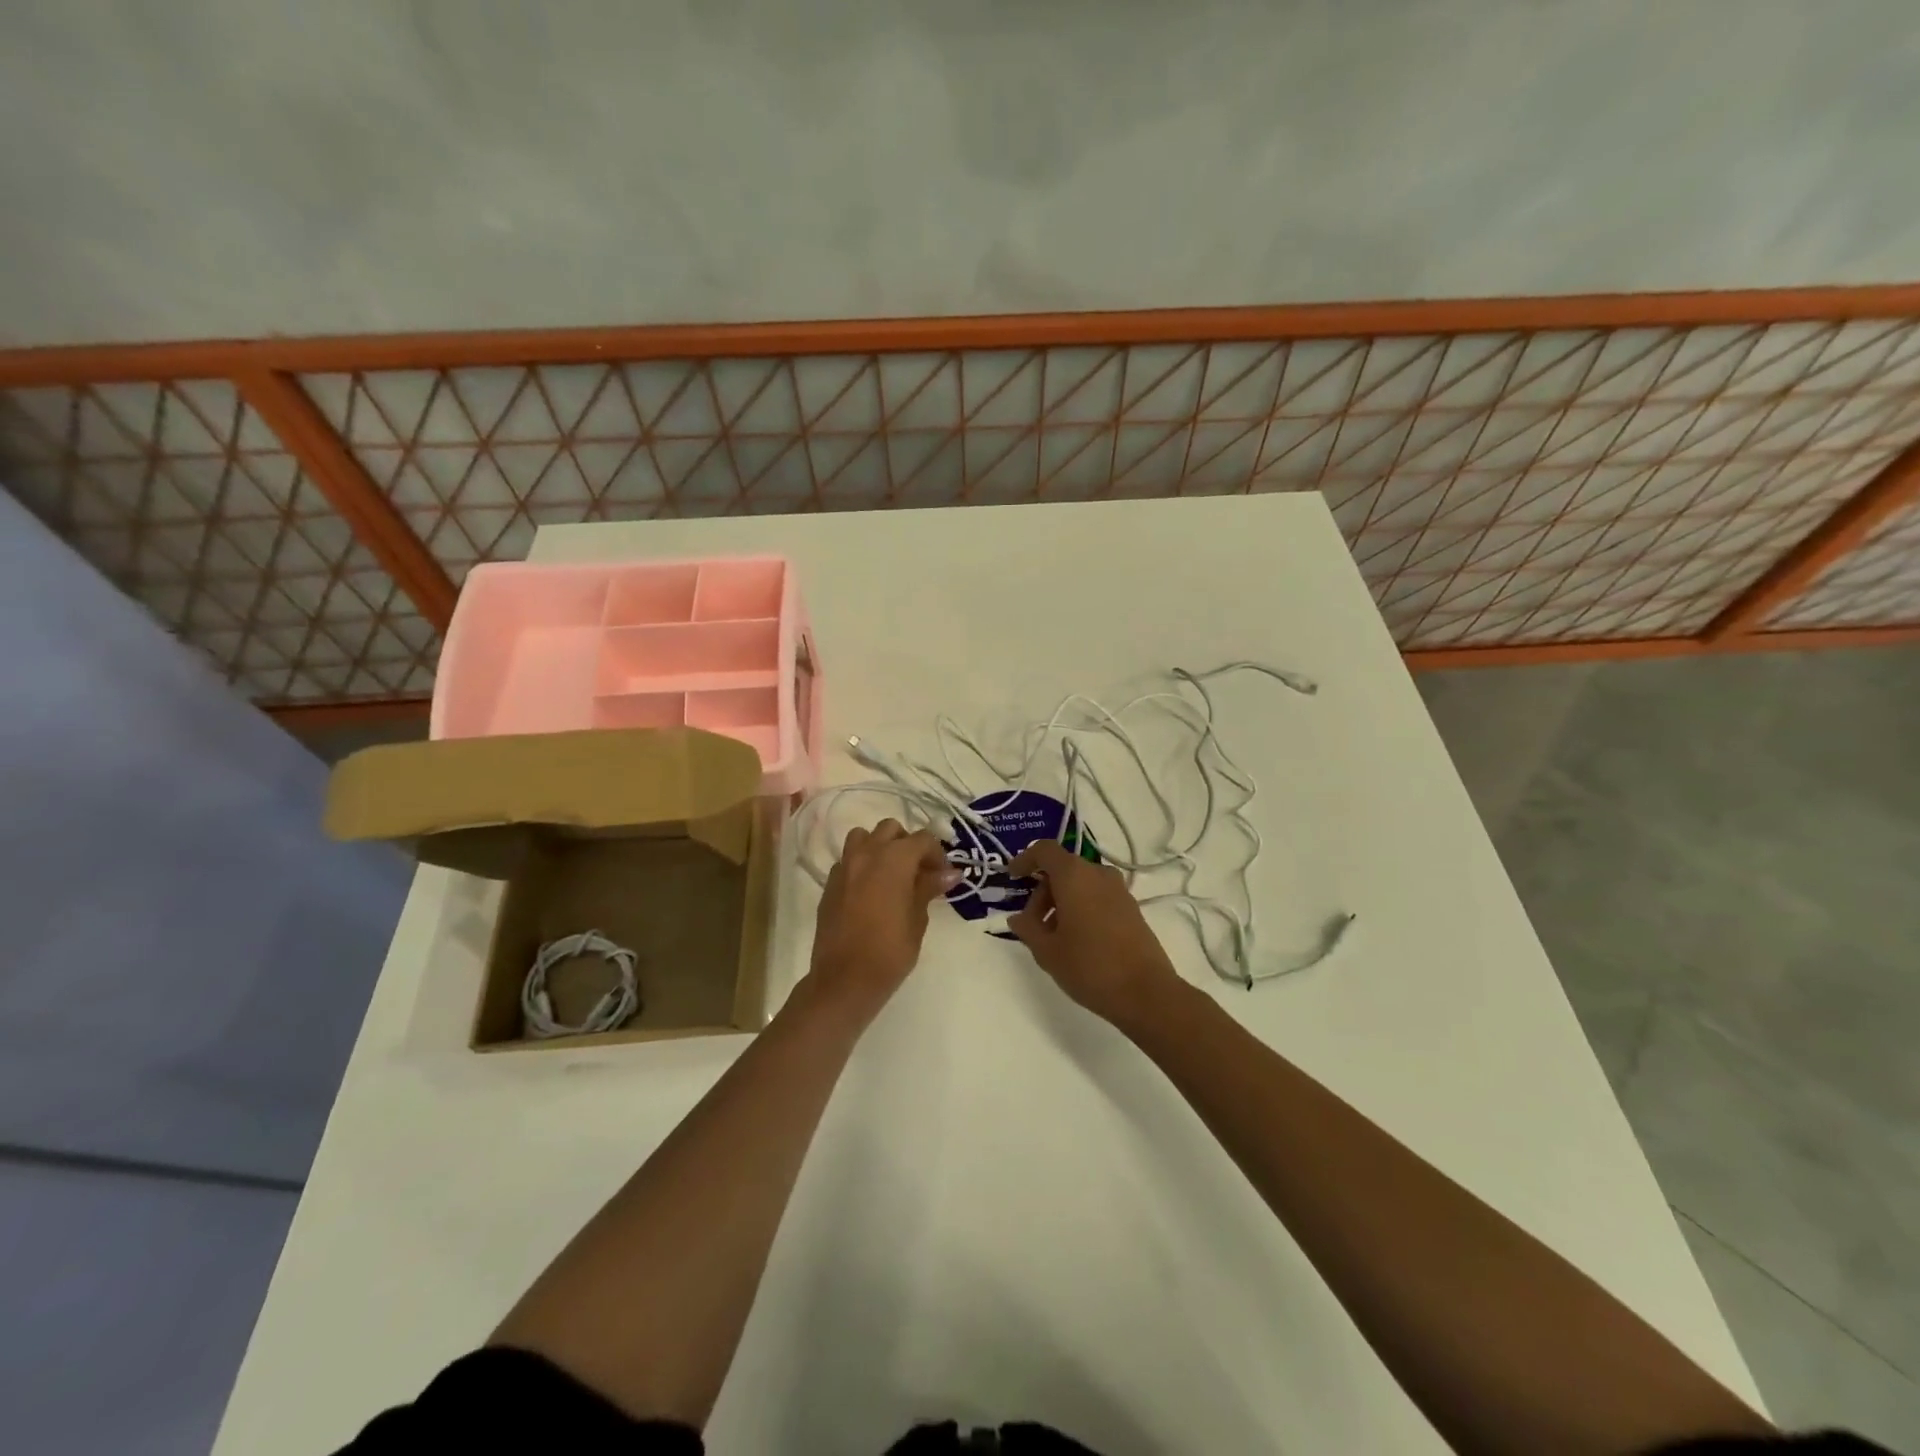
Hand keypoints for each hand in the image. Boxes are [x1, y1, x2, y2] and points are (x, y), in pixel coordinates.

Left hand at [807, 819, 959, 1021]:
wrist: (844, 979)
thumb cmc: (890, 951)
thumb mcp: (917, 919)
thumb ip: (929, 888)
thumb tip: (949, 873)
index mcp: (893, 859)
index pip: (922, 839)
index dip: (937, 854)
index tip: (943, 876)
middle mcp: (867, 853)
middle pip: (891, 829)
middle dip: (908, 844)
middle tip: (920, 872)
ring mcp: (844, 867)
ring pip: (863, 837)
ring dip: (880, 847)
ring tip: (892, 874)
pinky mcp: (829, 884)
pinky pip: (848, 860)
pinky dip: (862, 865)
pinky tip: (870, 891)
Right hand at [1005, 840, 1183, 1027]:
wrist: (1146, 993)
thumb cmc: (1089, 966)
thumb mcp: (1047, 951)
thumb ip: (1027, 928)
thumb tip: (1017, 917)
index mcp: (1074, 875)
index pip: (1045, 851)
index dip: (1025, 860)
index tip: (1013, 878)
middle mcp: (1098, 874)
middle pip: (1063, 869)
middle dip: (1042, 891)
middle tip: (1031, 923)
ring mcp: (1119, 891)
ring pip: (1081, 884)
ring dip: (1061, 901)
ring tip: (1052, 936)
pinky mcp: (1131, 909)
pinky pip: (1098, 896)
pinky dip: (1081, 907)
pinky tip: (1076, 939)